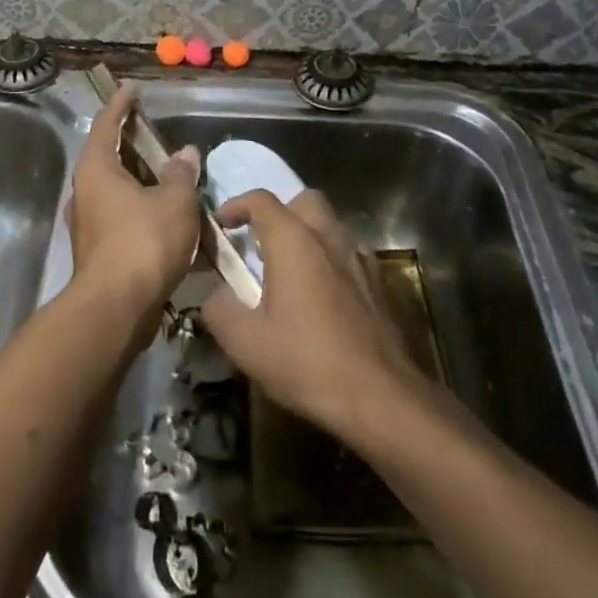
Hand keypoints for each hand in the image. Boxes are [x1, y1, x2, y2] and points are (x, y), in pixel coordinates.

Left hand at [63, 84, 200, 323]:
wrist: (116, 308)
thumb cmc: (144, 243)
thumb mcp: (174, 202)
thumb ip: (181, 174)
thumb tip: (186, 153)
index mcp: (97, 169)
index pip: (108, 124)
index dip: (121, 104)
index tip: (131, 88)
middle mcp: (86, 191)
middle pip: (109, 156)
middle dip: (133, 143)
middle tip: (156, 131)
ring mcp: (89, 222)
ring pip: (117, 189)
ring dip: (141, 179)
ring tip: (170, 173)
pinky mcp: (99, 249)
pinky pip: (122, 215)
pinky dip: (143, 208)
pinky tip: (169, 215)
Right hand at [200, 189, 424, 441]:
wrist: (381, 397)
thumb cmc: (307, 362)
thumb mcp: (245, 343)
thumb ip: (219, 308)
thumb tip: (216, 294)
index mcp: (294, 241)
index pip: (261, 199)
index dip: (236, 205)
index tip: (221, 226)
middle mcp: (329, 237)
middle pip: (304, 201)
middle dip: (279, 212)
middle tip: (260, 244)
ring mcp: (360, 258)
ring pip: (330, 226)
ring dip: (307, 235)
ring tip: (288, 272)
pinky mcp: (379, 283)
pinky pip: (348, 254)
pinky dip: (330, 260)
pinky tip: (321, 296)